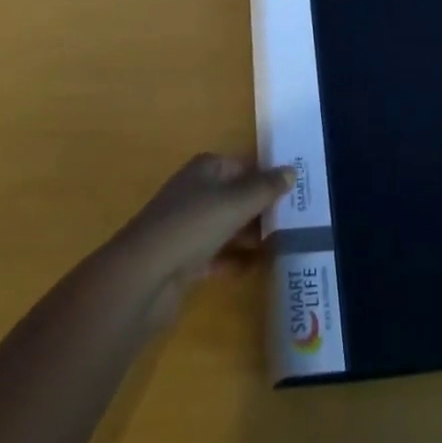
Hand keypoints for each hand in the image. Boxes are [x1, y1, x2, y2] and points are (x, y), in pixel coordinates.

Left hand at [109, 155, 294, 325]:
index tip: (298, 191)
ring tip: (286, 244)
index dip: (269, 177)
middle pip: (237, 196)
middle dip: (264, 208)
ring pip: (229, 226)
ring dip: (252, 235)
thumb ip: (265, 188)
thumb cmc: (192, 226)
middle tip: (299, 221)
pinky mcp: (185, 260)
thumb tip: (292, 170)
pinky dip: (236, 260)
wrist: (143, 276)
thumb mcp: (235, 202)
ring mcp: (189, 227)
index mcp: (206, 169)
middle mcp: (196, 192)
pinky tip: (258, 268)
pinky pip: (218, 255)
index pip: (244, 165)